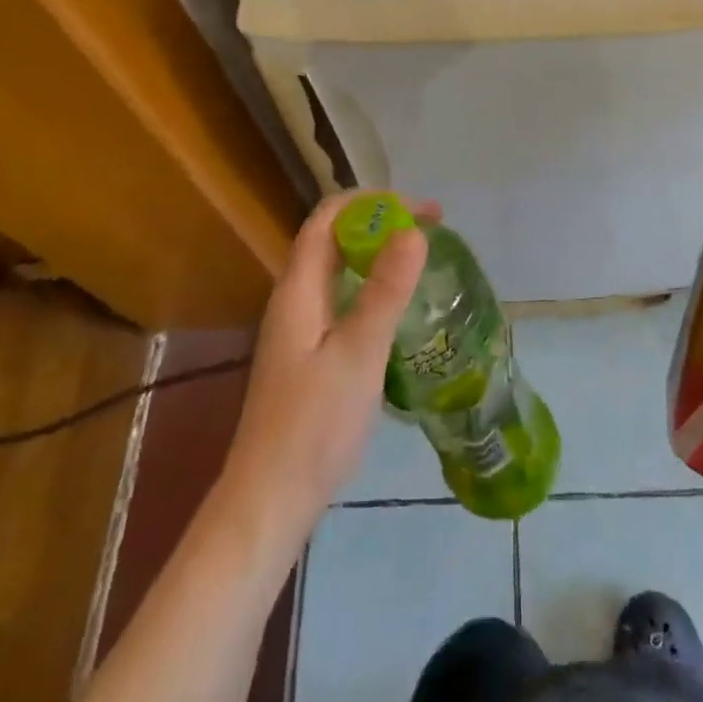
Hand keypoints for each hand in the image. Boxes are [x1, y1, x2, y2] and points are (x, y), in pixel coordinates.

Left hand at [218, 194, 436, 545]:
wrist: (270, 500)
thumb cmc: (315, 424)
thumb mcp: (359, 353)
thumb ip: (385, 291)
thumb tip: (412, 231)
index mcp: (299, 290)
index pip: (328, 218)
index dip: (372, 202)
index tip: (421, 209)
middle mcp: (294, 300)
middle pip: (333, 240)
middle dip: (380, 223)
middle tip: (432, 229)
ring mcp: (299, 329)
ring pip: (338, 271)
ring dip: (377, 254)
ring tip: (421, 257)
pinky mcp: (308, 355)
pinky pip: (342, 299)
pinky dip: (372, 287)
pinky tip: (398, 308)